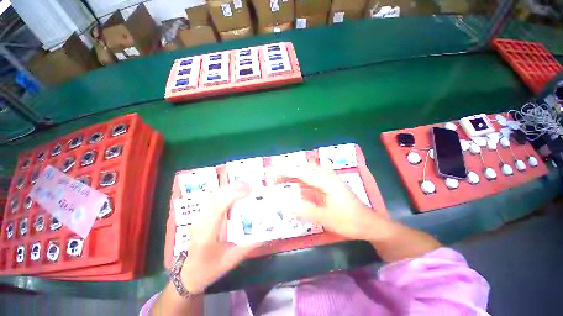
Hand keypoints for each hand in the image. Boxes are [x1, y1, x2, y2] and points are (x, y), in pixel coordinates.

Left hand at [180, 185, 258, 292]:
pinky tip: (235, 192)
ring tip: (245, 186)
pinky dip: (225, 192)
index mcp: (207, 234)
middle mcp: (200, 222)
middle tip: (251, 185)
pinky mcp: (200, 215)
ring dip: (230, 188)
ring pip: (213, 195)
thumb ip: (250, 244)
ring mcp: (198, 217)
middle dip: (234, 188)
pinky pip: (213, 198)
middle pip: (215, 197)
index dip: (234, 195)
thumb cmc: (211, 269)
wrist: (190, 273)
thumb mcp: (233, 259)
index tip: (250, 190)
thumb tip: (267, 231)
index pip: (218, 207)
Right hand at [276, 166, 383, 240]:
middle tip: (270, 173)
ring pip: (306, 172)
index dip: (285, 171)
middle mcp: (327, 176)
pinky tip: (293, 181)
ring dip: (291, 173)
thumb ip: (307, 211)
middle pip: (302, 169)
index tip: (271, 170)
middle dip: (285, 170)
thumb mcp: (328, 219)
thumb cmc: (350, 221)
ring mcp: (328, 179)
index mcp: (327, 181)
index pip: (302, 172)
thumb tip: (287, 205)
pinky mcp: (328, 183)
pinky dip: (299, 178)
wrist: (368, 223)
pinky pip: (310, 177)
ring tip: (277, 177)